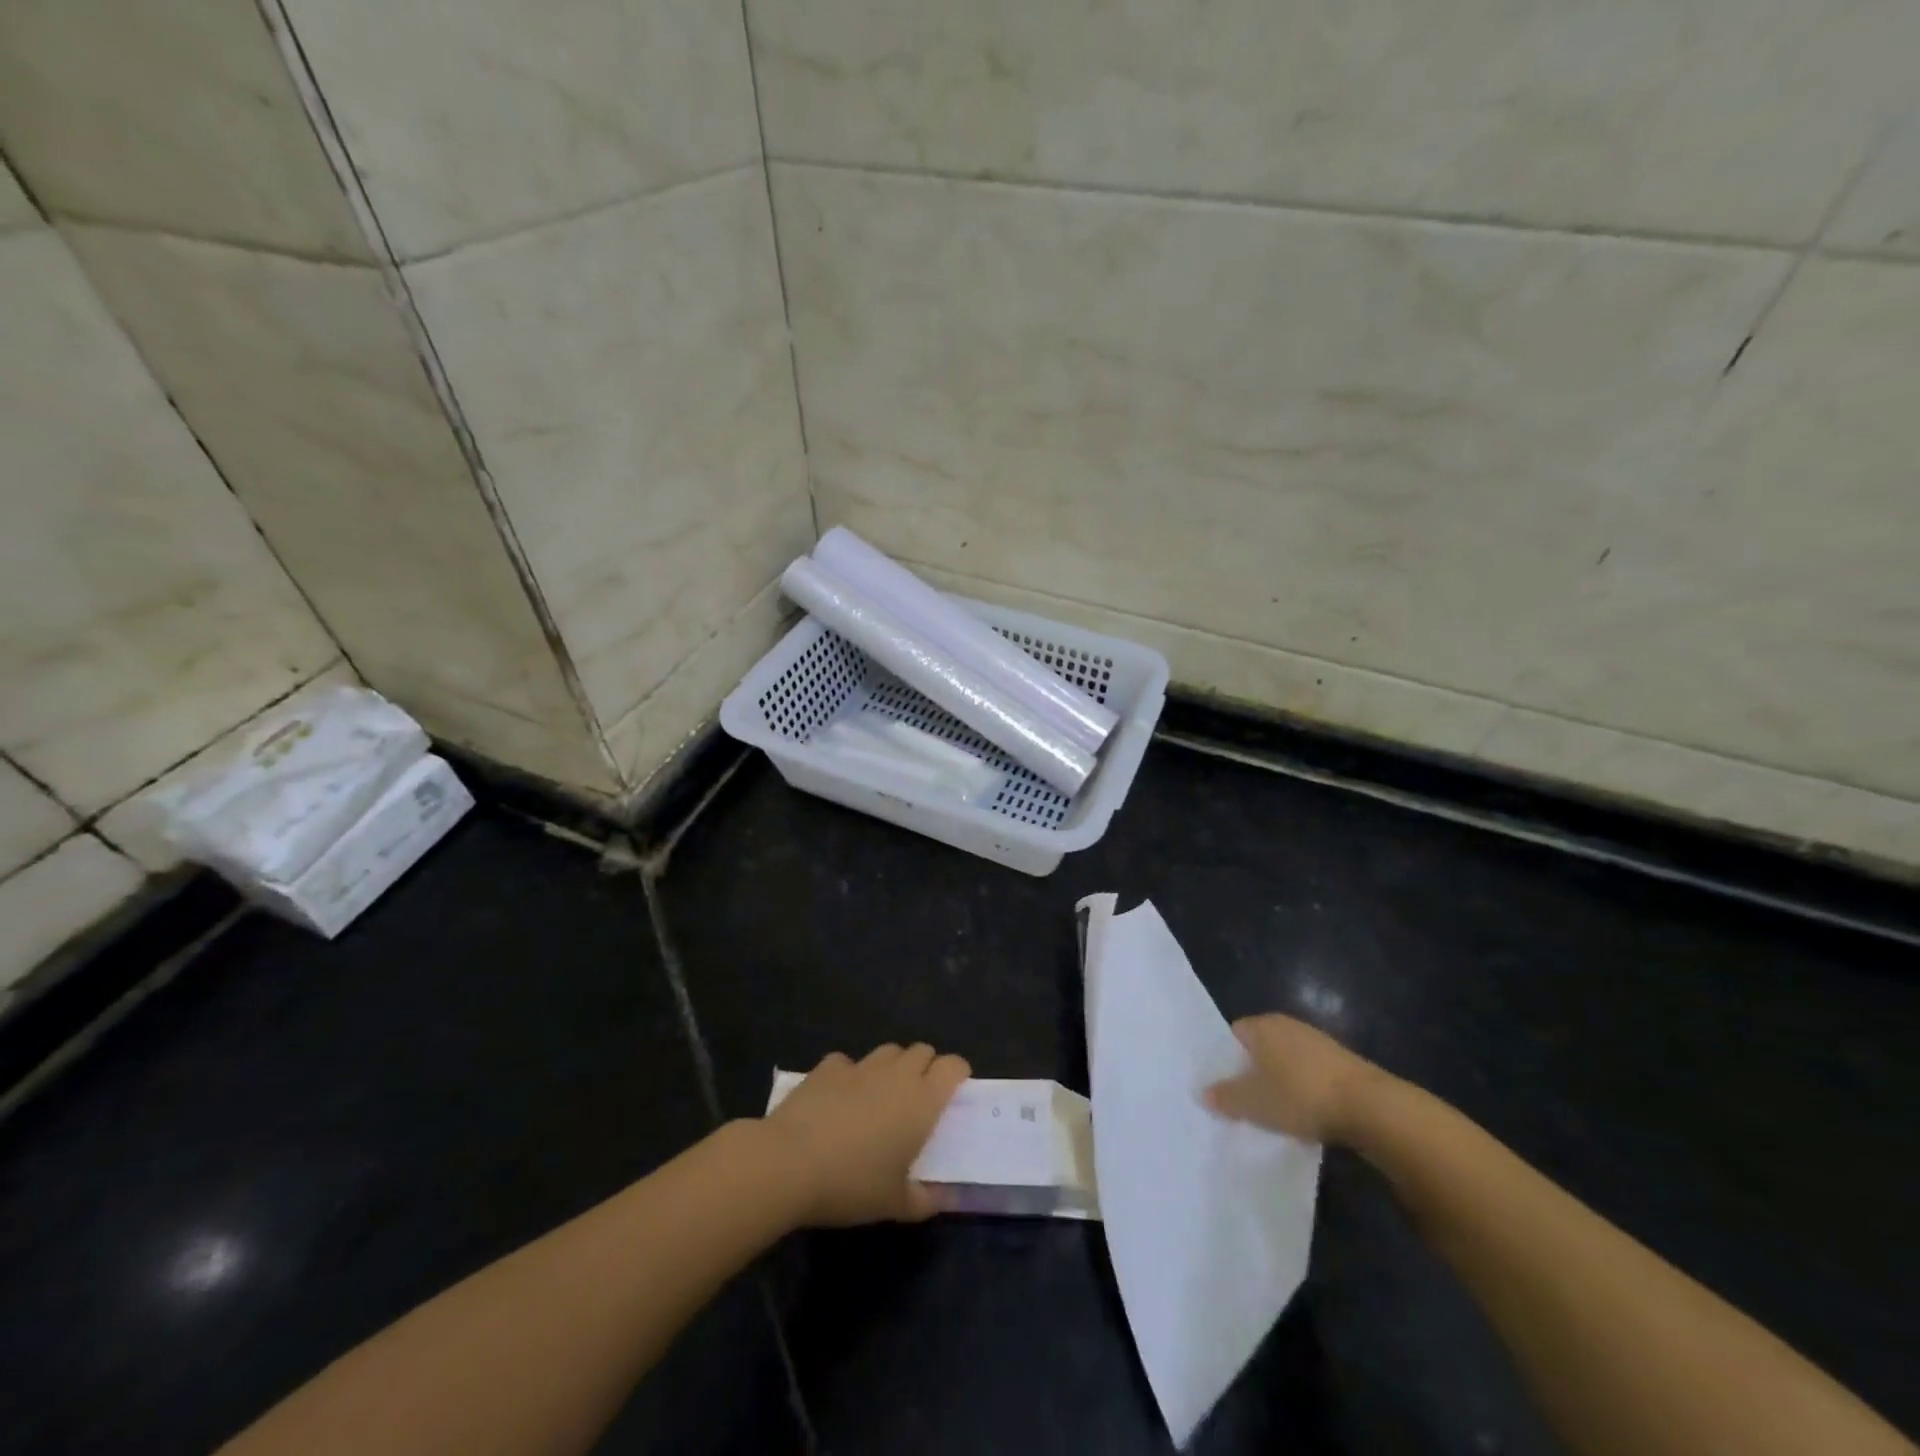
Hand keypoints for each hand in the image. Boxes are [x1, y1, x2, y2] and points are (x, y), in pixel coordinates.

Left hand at [762, 1043, 970, 1225]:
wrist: (789, 1162)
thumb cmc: (851, 1184)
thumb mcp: (894, 1204)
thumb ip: (923, 1200)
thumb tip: (939, 1197)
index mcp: (922, 1101)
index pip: (953, 1066)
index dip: (958, 1073)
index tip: (955, 1091)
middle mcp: (896, 1074)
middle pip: (922, 1050)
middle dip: (926, 1067)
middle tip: (918, 1098)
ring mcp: (860, 1066)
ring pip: (888, 1051)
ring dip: (893, 1066)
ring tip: (882, 1094)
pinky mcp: (828, 1067)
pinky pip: (848, 1062)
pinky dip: (850, 1074)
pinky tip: (840, 1097)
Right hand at [1205, 1014, 1385, 1144]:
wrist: (1369, 1107)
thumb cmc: (1300, 1095)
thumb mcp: (1253, 1103)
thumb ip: (1225, 1097)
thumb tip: (1203, 1092)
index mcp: (1262, 1025)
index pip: (1233, 1034)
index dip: (1226, 1060)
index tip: (1223, 1087)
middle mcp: (1288, 1025)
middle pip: (1260, 1047)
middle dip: (1252, 1073)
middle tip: (1244, 1103)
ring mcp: (1317, 1042)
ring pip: (1286, 1062)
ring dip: (1280, 1083)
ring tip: (1274, 1114)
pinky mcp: (1342, 1062)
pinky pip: (1310, 1074)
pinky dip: (1304, 1091)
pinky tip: (1306, 1115)